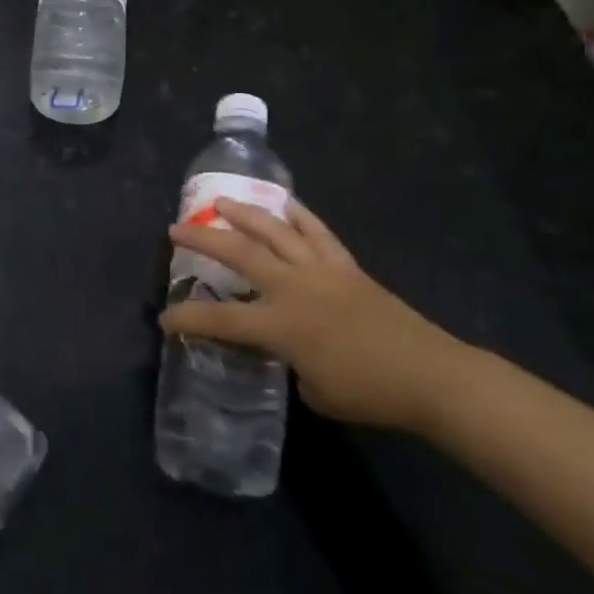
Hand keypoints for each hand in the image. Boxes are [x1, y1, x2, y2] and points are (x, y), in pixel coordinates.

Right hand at [164, 200, 470, 431]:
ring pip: (275, 231)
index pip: (220, 321)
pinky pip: (318, 232)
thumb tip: (290, 352)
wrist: (428, 375)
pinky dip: (300, 215)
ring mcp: (321, 270)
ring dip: (244, 213)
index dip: (187, 319)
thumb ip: (291, 365)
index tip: (165, 318)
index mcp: (281, 326)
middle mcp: (294, 288)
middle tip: (176, 228)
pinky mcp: (346, 265)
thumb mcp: (315, 391)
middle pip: (239, 253)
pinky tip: (286, 203)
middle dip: (203, 239)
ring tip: (221, 201)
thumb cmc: (369, 392)